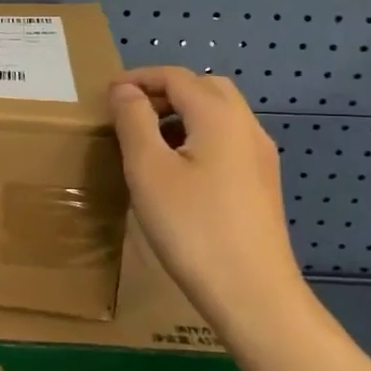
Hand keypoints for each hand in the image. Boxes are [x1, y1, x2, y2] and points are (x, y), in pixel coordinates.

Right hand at [109, 68, 303, 322]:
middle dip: (165, 90)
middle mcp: (247, 127)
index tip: (107, 94)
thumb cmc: (192, 227)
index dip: (139, 78)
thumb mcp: (148, 170)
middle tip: (130, 112)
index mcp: (219, 116)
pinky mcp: (262, 183)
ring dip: (183, 112)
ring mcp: (261, 156)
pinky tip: (179, 168)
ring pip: (220, 114)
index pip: (176, 76)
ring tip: (148, 139)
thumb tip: (125, 90)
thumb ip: (134, 121)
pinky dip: (199, 135)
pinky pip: (228, 139)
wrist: (252, 293)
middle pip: (205, 87)